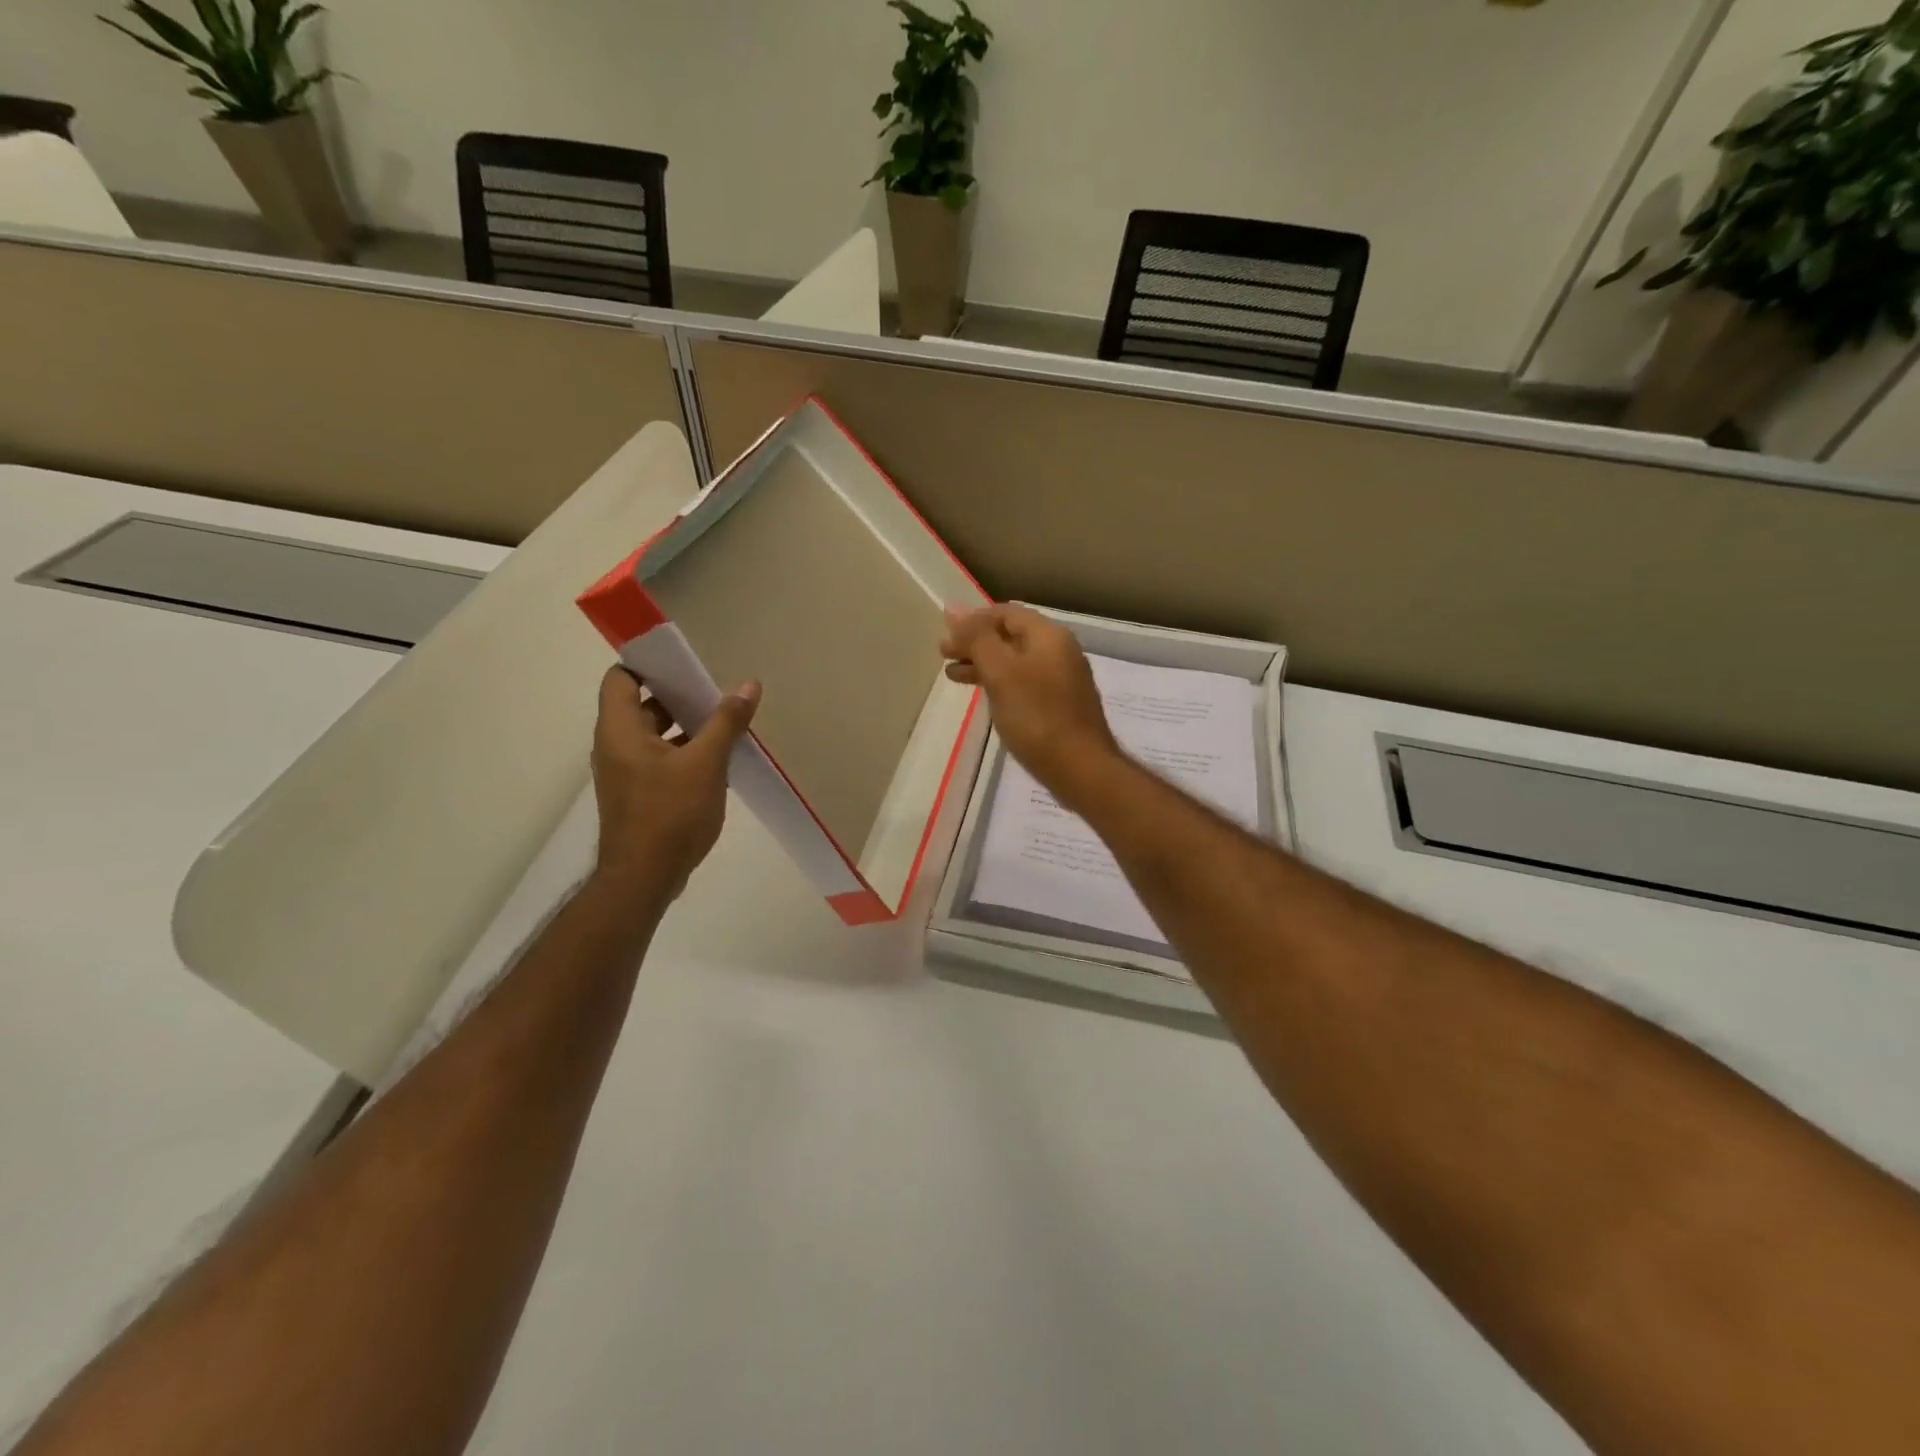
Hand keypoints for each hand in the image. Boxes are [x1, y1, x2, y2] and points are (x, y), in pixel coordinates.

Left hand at [590, 666, 760, 900]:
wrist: (644, 879)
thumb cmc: (670, 814)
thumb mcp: (706, 763)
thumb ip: (726, 722)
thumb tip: (748, 685)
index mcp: (620, 730)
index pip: (622, 677)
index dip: (650, 664)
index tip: (686, 663)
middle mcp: (614, 745)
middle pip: (641, 704)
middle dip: (678, 695)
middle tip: (715, 690)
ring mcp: (624, 772)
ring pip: (653, 734)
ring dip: (684, 726)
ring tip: (723, 722)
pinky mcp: (637, 794)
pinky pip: (658, 759)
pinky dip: (682, 751)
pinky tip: (716, 760)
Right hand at [940, 604, 1120, 810]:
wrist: (1080, 769)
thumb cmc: (1036, 716)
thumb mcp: (1000, 672)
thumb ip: (976, 638)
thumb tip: (953, 608)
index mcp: (1048, 636)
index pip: (1006, 612)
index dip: (973, 619)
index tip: (946, 636)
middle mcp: (1059, 651)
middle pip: (1011, 635)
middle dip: (975, 642)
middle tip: (943, 655)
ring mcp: (1063, 679)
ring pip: (1016, 661)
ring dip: (983, 664)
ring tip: (952, 676)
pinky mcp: (1060, 705)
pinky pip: (1024, 683)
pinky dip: (1000, 683)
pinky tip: (984, 697)